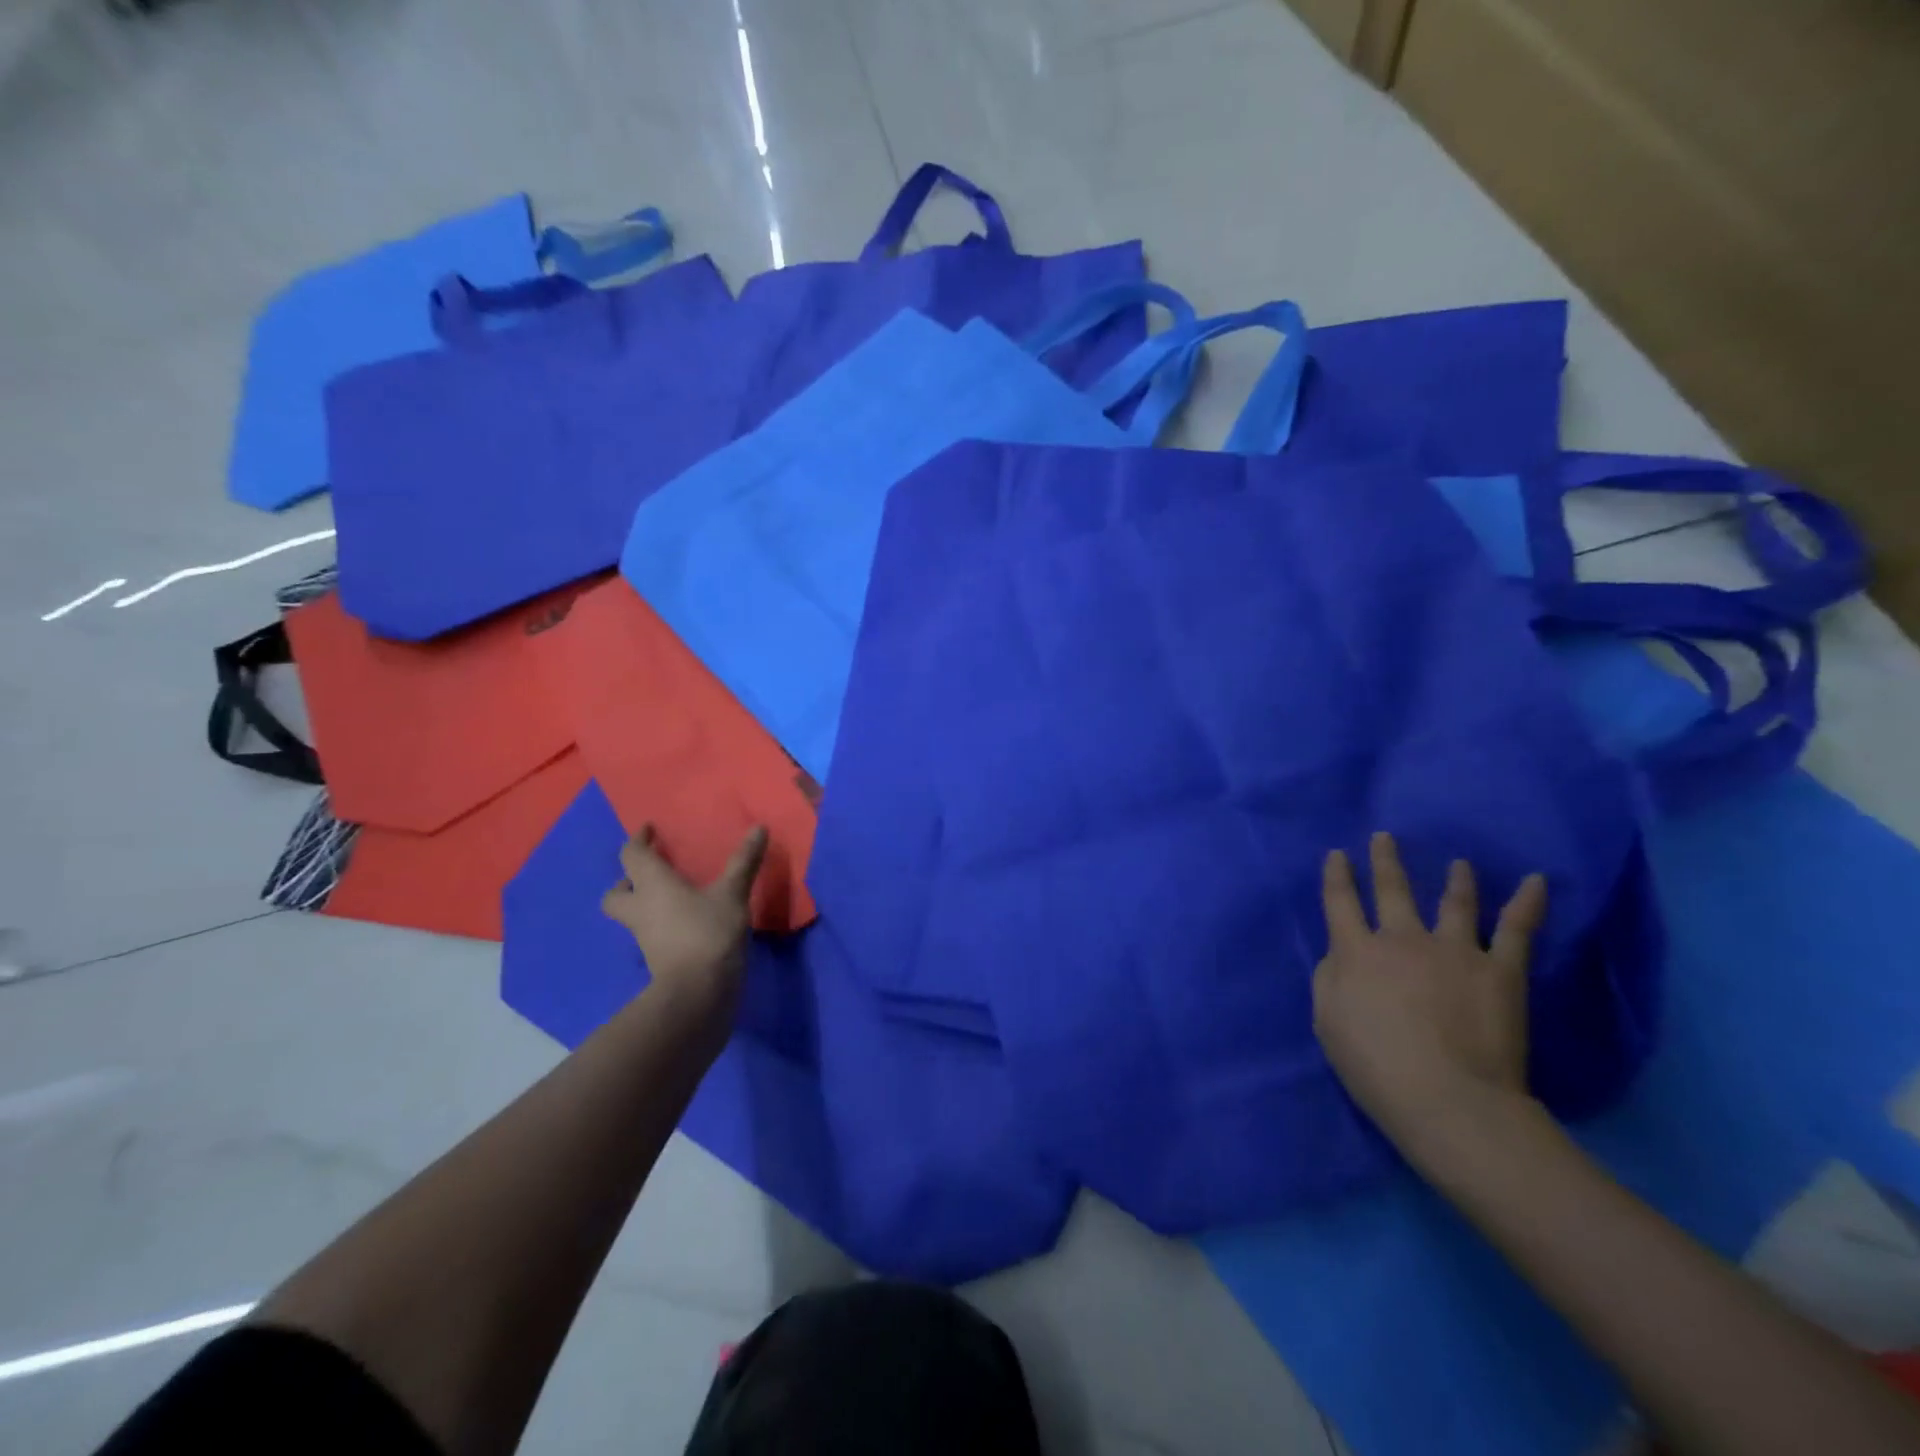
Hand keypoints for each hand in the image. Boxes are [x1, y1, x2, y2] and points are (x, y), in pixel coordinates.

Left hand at [601, 824, 767, 1008]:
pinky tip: (688, 923)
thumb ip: (744, 861)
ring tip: (675, 898)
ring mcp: (645, 937)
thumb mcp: (732, 894)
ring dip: (645, 904)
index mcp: (652, 885)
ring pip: (633, 915)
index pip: (631, 855)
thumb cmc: (708, 933)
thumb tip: (759, 827)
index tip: (649, 830)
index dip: (638, 840)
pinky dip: (663, 925)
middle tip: (651, 874)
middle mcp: (641, 909)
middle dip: (627, 881)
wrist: (697, 992)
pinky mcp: (658, 958)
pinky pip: (652, 934)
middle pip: (616, 894)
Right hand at [1313, 832, 1547, 1151]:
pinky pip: (1516, 930)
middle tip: (1384, 837)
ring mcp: (1453, 950)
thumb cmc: (1375, 1066)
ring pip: (1453, 903)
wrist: (1448, 1099)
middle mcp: (1402, 939)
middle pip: (1391, 890)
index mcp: (1356, 951)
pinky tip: (1536, 881)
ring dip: (1454, 880)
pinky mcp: (1499, 970)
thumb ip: (1329, 979)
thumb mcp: (1327, 1021)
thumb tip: (1340, 955)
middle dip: (1385, 861)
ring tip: (1458, 863)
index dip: (1337, 876)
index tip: (1338, 854)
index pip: (1340, 902)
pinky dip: (1527, 903)